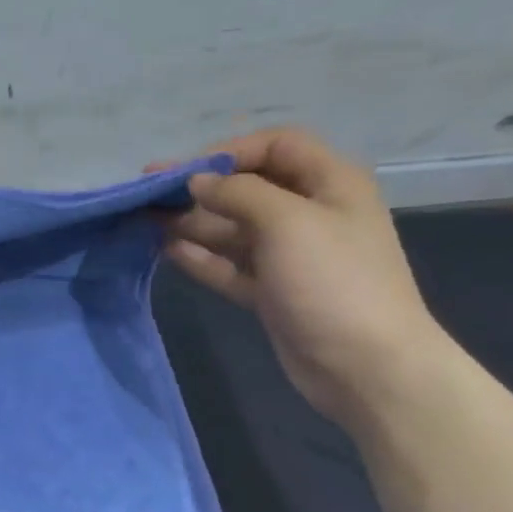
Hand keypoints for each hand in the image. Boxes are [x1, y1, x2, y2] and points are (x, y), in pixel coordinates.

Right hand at [157, 128, 457, 428]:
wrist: (365, 365)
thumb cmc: (333, 281)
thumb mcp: (287, 222)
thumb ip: (238, 193)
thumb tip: (197, 181)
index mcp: (330, 183)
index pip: (277, 145)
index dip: (230, 150)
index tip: (185, 171)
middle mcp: (310, 213)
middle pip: (248, 187)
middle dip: (200, 188)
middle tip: (148, 193)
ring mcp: (290, 255)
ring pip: (233, 228)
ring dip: (192, 223)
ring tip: (147, 222)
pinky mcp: (272, 291)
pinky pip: (230, 265)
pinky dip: (201, 257)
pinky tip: (167, 251)